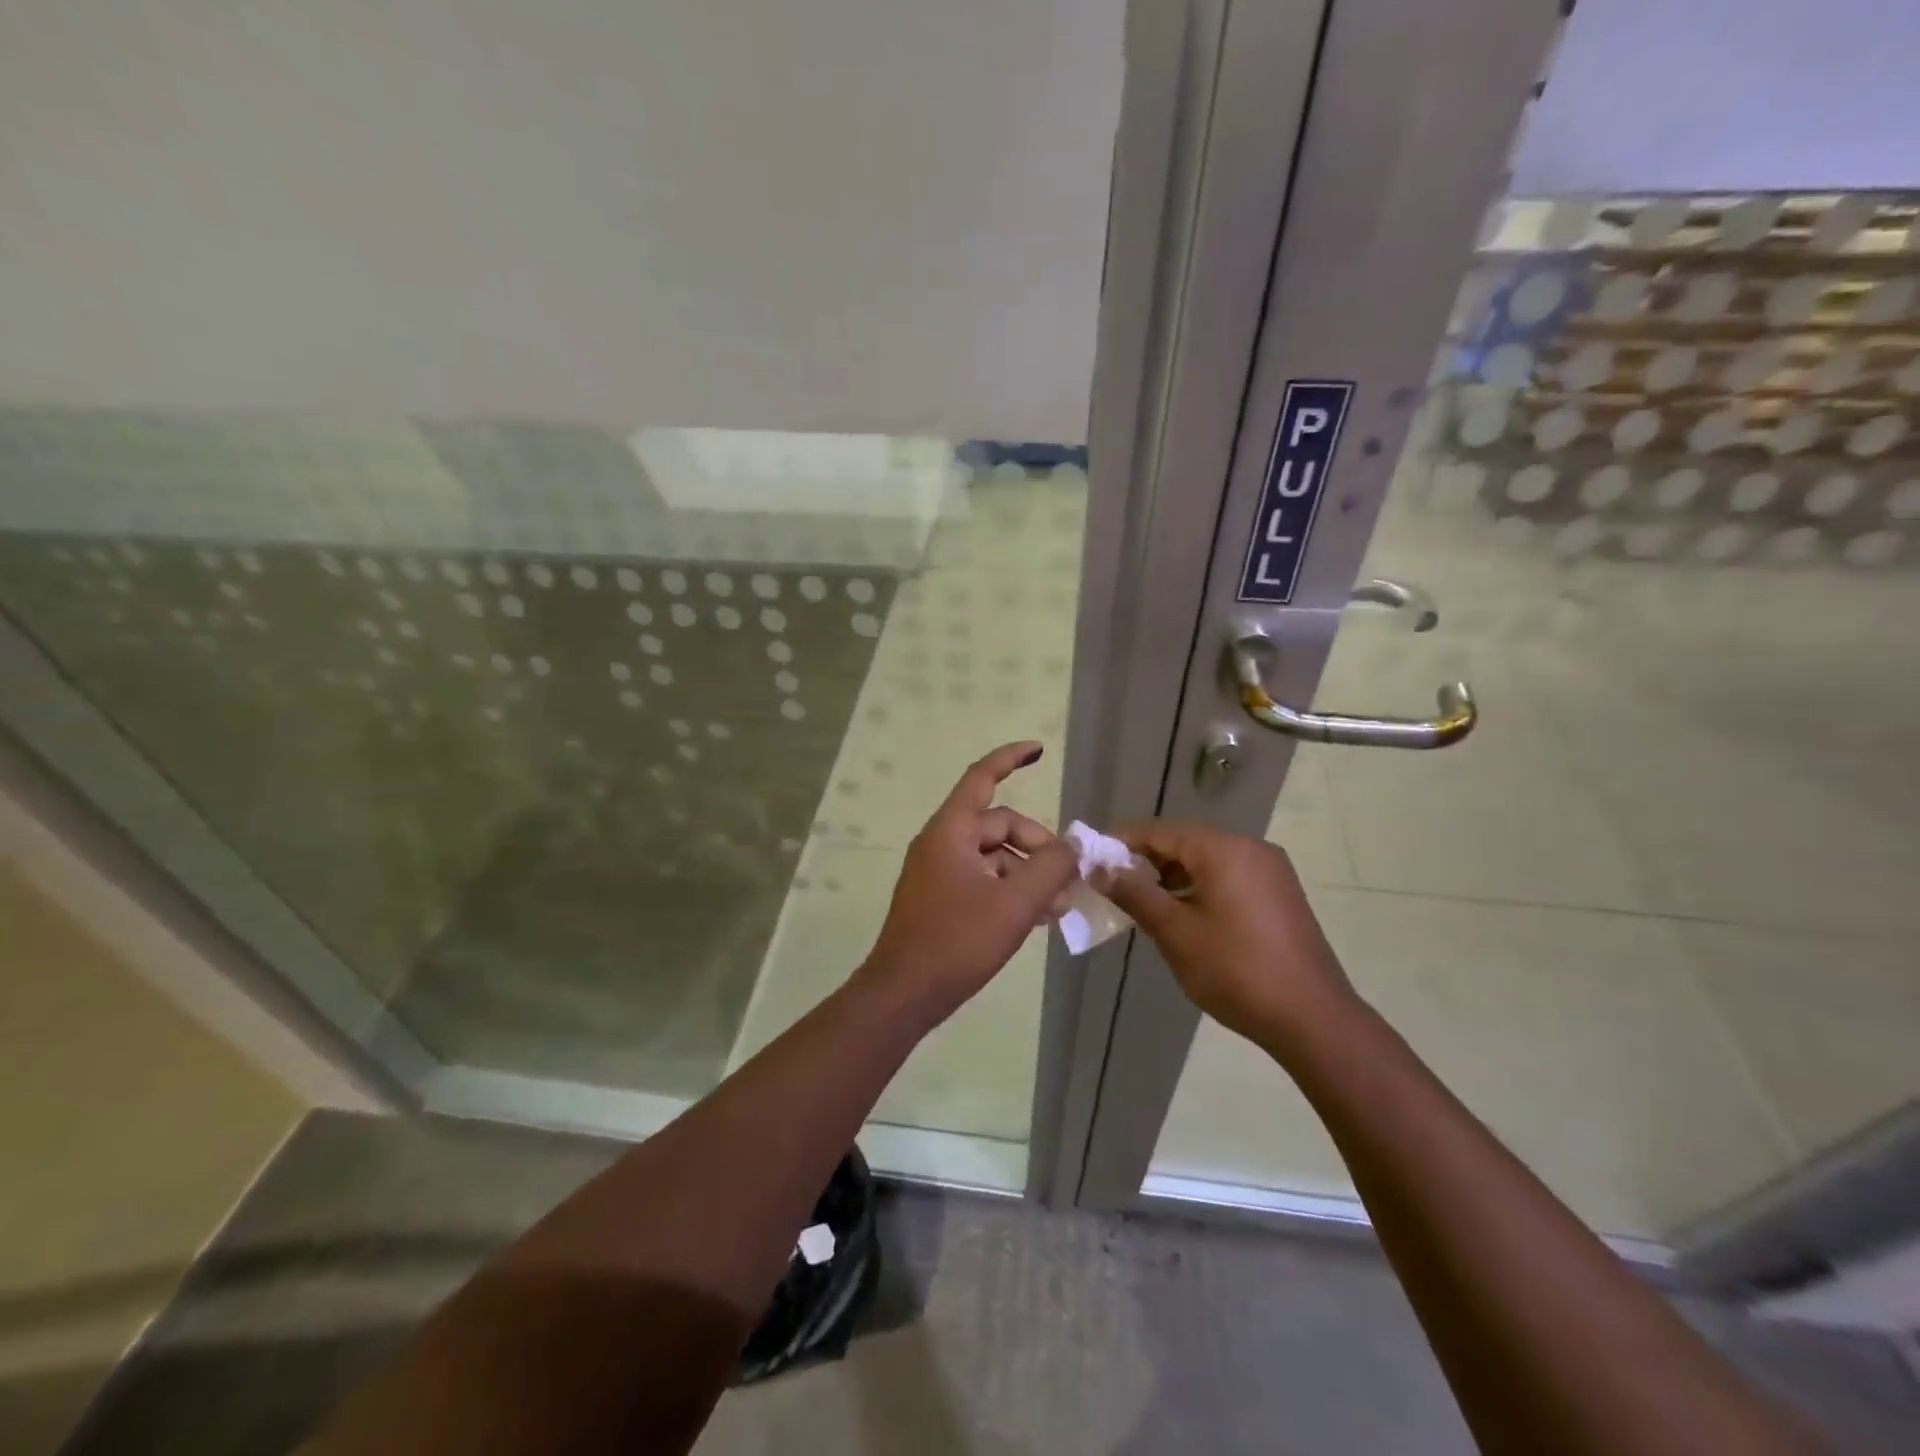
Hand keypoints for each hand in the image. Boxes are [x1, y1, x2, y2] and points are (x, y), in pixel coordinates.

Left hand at [859, 742, 1078, 1024]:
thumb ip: (1050, 868)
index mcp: (951, 831)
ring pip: (994, 857)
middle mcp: (941, 843)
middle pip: (998, 825)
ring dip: (1028, 872)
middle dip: (1038, 845)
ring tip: (1060, 905)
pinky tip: (1037, 916)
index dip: (1010, 758)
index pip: (982, 777)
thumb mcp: (1014, 904)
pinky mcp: (940, 899)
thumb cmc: (956, 942)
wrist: (903, 994)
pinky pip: (983, 880)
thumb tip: (1073, 845)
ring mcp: (938, 872)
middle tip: (1069, 878)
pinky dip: (1010, 889)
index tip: (1039, 749)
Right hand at [1097, 821, 1356, 1047]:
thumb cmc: (1235, 970)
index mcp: (1223, 849)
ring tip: (1140, 901)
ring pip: (1206, 860)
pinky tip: (1180, 913)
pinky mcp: (1279, 894)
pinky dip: (1198, 886)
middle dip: (1145, 860)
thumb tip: (1099, 869)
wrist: (1312, 1018)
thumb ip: (1134, 894)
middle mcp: (1249, 848)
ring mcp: (1269, 870)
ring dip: (1171, 875)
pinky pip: (1228, 876)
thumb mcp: (1175, 932)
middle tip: (1110, 883)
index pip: (1160, 831)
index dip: (1122, 841)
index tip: (1090, 857)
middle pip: (1184, 842)